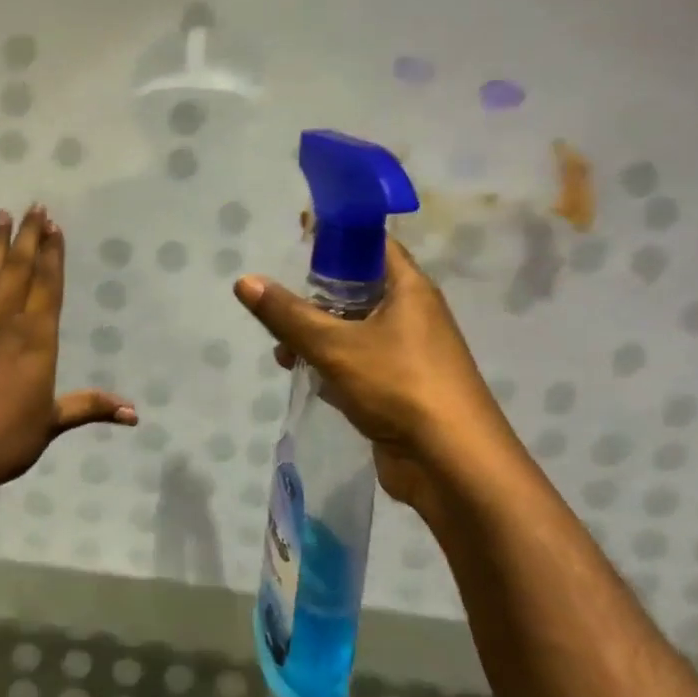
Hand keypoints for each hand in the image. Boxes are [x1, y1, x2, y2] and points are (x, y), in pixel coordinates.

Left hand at [0, 206, 136, 502]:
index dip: (52, 254)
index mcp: (36, 340)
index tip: (54, 226)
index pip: (48, 286)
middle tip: (34, 206)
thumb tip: (135, 413)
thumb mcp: (50, 424)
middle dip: (28, 236)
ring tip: (2, 213)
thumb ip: (89, 407)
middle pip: (19, 270)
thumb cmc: (3, 439)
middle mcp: (6, 322)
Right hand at [232, 237, 521, 508]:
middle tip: (279, 300)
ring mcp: (409, 353)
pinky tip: (304, 376)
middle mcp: (413, 314)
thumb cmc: (399, 386)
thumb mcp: (334, 345)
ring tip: (282, 351)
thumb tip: (244, 280)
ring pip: (354, 329)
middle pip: (358, 288)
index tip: (298, 232)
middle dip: (316, 295)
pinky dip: (331, 363)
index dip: (336, 234)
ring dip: (317, 335)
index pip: (372, 243)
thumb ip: (287, 314)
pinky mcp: (400, 386)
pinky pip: (359, 361)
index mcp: (409, 289)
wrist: (453, 464)